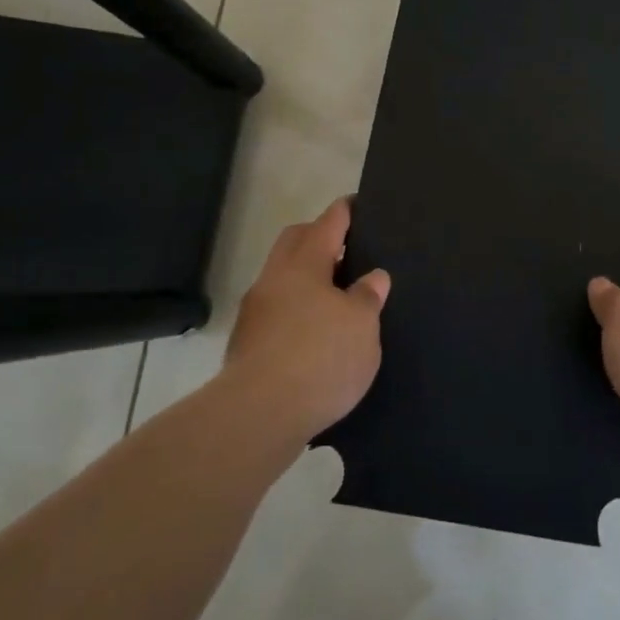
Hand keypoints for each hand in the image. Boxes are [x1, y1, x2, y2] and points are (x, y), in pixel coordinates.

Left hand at [224, 197, 388, 441]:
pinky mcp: (247, 344)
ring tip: (337, 295)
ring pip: (283, 278)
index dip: (345, 212)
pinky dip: (297, 309)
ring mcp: (255, 312)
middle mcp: (274, 279)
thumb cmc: (320, 357)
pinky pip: (277, 310)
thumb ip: (368, 296)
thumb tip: (372, 277)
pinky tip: (316, 332)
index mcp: (303, 264)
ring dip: (307, 278)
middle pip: (295, 242)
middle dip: (319, 238)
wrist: (258, 415)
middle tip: (349, 248)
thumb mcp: (361, 325)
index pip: (327, 223)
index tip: (356, 203)